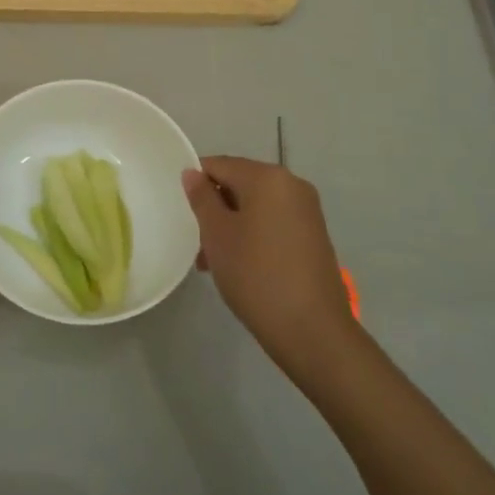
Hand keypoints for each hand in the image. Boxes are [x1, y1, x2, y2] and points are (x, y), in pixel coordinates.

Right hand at [183, 156, 353, 374]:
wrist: (312, 330)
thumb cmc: (256, 274)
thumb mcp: (217, 234)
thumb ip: (202, 198)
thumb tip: (192, 173)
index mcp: (268, 177)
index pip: (219, 164)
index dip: (195, 183)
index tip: (181, 211)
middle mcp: (292, 185)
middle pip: (239, 183)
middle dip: (214, 208)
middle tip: (196, 242)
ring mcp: (307, 211)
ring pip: (255, 206)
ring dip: (231, 225)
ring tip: (212, 261)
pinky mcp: (313, 236)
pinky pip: (273, 222)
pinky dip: (252, 235)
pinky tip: (238, 265)